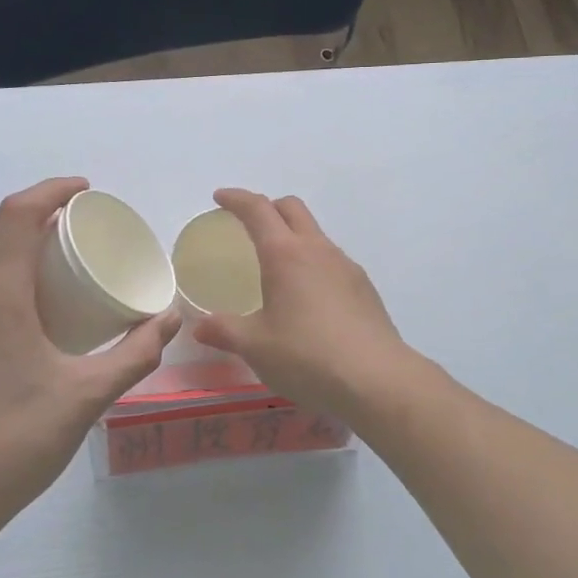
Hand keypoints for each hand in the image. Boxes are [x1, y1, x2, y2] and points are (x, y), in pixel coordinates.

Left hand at [0, 177, 178, 539]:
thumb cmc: (16, 438)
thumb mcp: (87, 396)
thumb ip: (135, 354)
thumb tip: (171, 318)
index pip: (17, 214)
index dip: (52, 190)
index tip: (85, 191)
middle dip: (29, 209)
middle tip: (69, 225)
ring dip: (4, 236)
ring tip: (45, 256)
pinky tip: (20, 300)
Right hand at [192, 189, 414, 415]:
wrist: (377, 379)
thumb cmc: (307, 356)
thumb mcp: (255, 347)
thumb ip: (225, 331)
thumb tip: (200, 327)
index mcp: (285, 254)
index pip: (258, 209)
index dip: (236, 199)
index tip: (220, 197)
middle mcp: (318, 250)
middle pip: (292, 209)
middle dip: (268, 207)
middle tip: (248, 225)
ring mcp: (346, 267)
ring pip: (315, 234)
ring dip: (293, 236)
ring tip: (278, 267)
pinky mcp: (365, 288)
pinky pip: (332, 261)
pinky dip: (314, 263)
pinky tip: (309, 299)